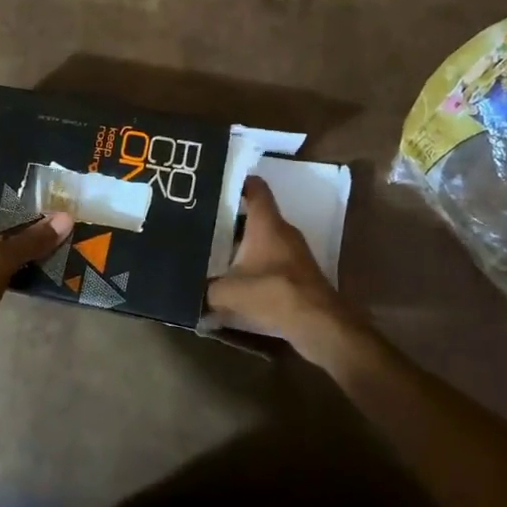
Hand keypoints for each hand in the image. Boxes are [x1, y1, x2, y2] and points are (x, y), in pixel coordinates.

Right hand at [206, 175, 358, 364]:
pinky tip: (236, 280)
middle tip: (202, 224)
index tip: (214, 185)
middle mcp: (282, 231)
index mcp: (266, 223)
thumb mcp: (228, 293)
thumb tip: (188, 293)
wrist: (319, 324)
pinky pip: (271, 260)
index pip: (255, 188)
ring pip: (263, 238)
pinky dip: (254, 264)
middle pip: (255, 215)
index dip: (237, 182)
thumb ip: (205, 290)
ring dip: (242, 244)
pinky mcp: (299, 274)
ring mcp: (294, 252)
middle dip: (230, 218)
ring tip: (213, 252)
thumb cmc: (273, 293)